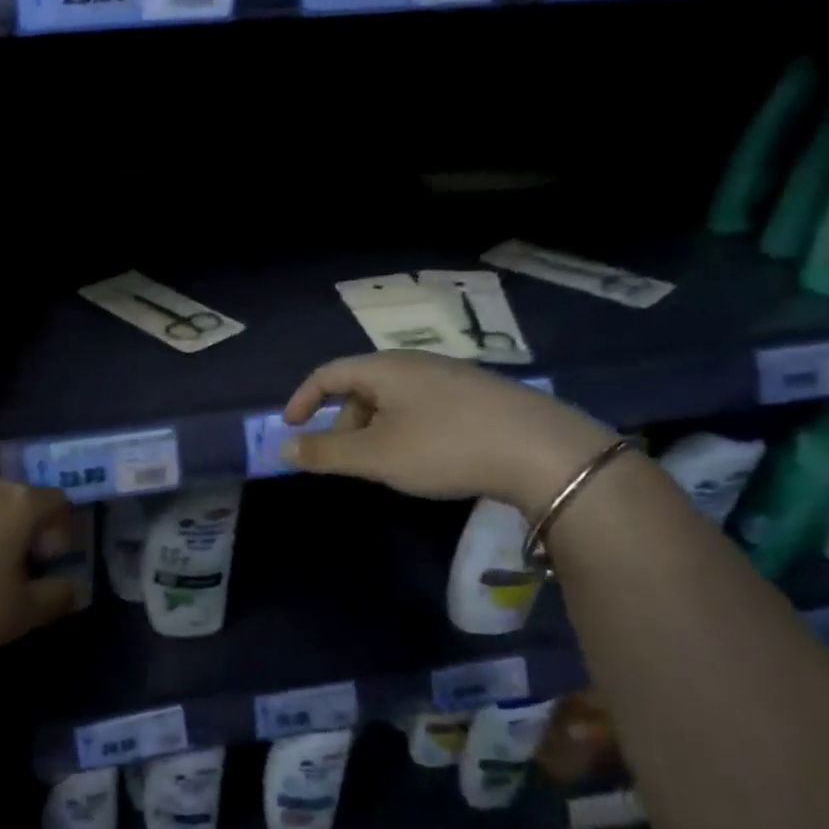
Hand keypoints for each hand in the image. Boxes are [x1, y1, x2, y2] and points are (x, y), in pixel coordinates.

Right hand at [281, 352, 615, 510]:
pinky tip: (426, 458)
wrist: (543, 450)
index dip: (303, 399)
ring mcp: (451, 376)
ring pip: (394, 399)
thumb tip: (285, 447)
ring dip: (375, 429)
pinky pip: (423, 406)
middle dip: (342, 423)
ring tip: (386, 465)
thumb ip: (325, 453)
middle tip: (344, 460)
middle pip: (361, 386)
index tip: (290, 427)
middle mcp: (415, 363)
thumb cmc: (444, 447)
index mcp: (384, 368)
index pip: (327, 374)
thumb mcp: (375, 456)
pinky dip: (405, 429)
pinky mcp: (478, 395)